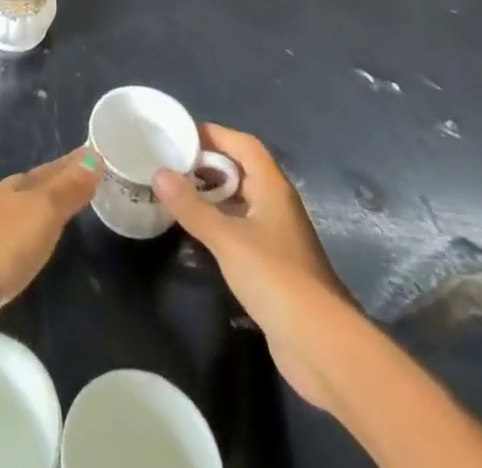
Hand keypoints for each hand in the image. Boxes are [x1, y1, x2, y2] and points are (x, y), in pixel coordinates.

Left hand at [0, 149, 100, 332]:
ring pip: (23, 205)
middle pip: (38, 183)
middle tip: (86, 174)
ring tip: (61, 205)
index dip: (76, 162)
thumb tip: (94, 155)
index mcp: (21, 186)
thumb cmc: (0, 245)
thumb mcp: (42, 214)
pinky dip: (27, 228)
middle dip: (60, 178)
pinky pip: (12, 230)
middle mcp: (4, 199)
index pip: (55, 168)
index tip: (96, 152)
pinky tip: (28, 240)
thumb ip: (67, 189)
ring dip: (42, 203)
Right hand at [153, 124, 356, 407]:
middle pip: (241, 171)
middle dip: (208, 165)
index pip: (243, 144)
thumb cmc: (276, 278)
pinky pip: (241, 230)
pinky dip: (219, 225)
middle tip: (171, 165)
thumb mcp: (227, 239)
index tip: (180, 135)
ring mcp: (277, 237)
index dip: (214, 134)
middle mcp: (277, 205)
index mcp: (272, 188)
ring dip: (212, 196)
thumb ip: (192, 206)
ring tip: (176, 195)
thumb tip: (159, 173)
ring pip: (241, 202)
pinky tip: (196, 234)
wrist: (322, 347)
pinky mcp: (273, 266)